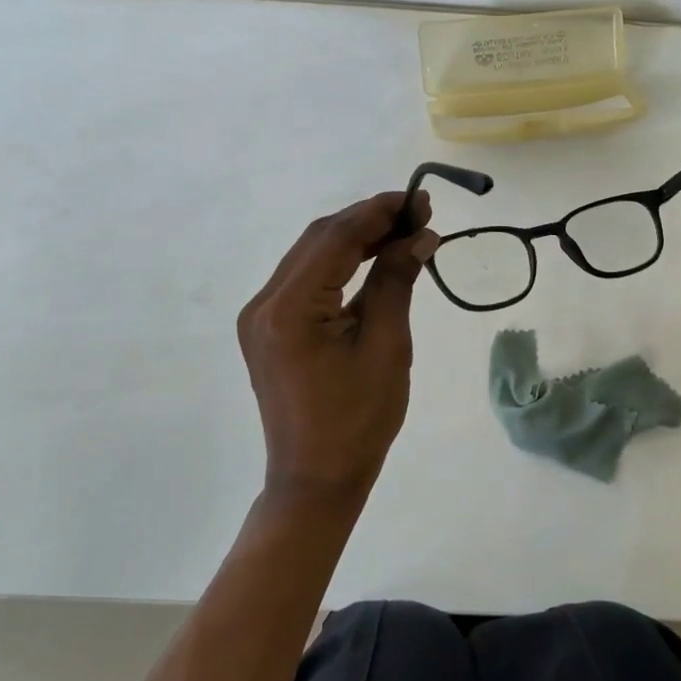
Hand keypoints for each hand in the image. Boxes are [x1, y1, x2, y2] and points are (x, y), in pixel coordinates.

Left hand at [237, 191, 439, 503]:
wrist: (316, 480)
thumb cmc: (358, 421)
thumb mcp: (386, 347)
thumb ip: (396, 282)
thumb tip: (420, 236)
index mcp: (289, 309)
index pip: (335, 240)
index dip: (379, 213)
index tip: (420, 200)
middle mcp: (264, 304)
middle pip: (319, 241)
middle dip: (368, 221)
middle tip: (417, 214)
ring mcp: (261, 316)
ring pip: (311, 256)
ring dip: (355, 240)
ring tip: (403, 231)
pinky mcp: (268, 328)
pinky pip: (306, 280)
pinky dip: (340, 265)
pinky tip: (373, 259)